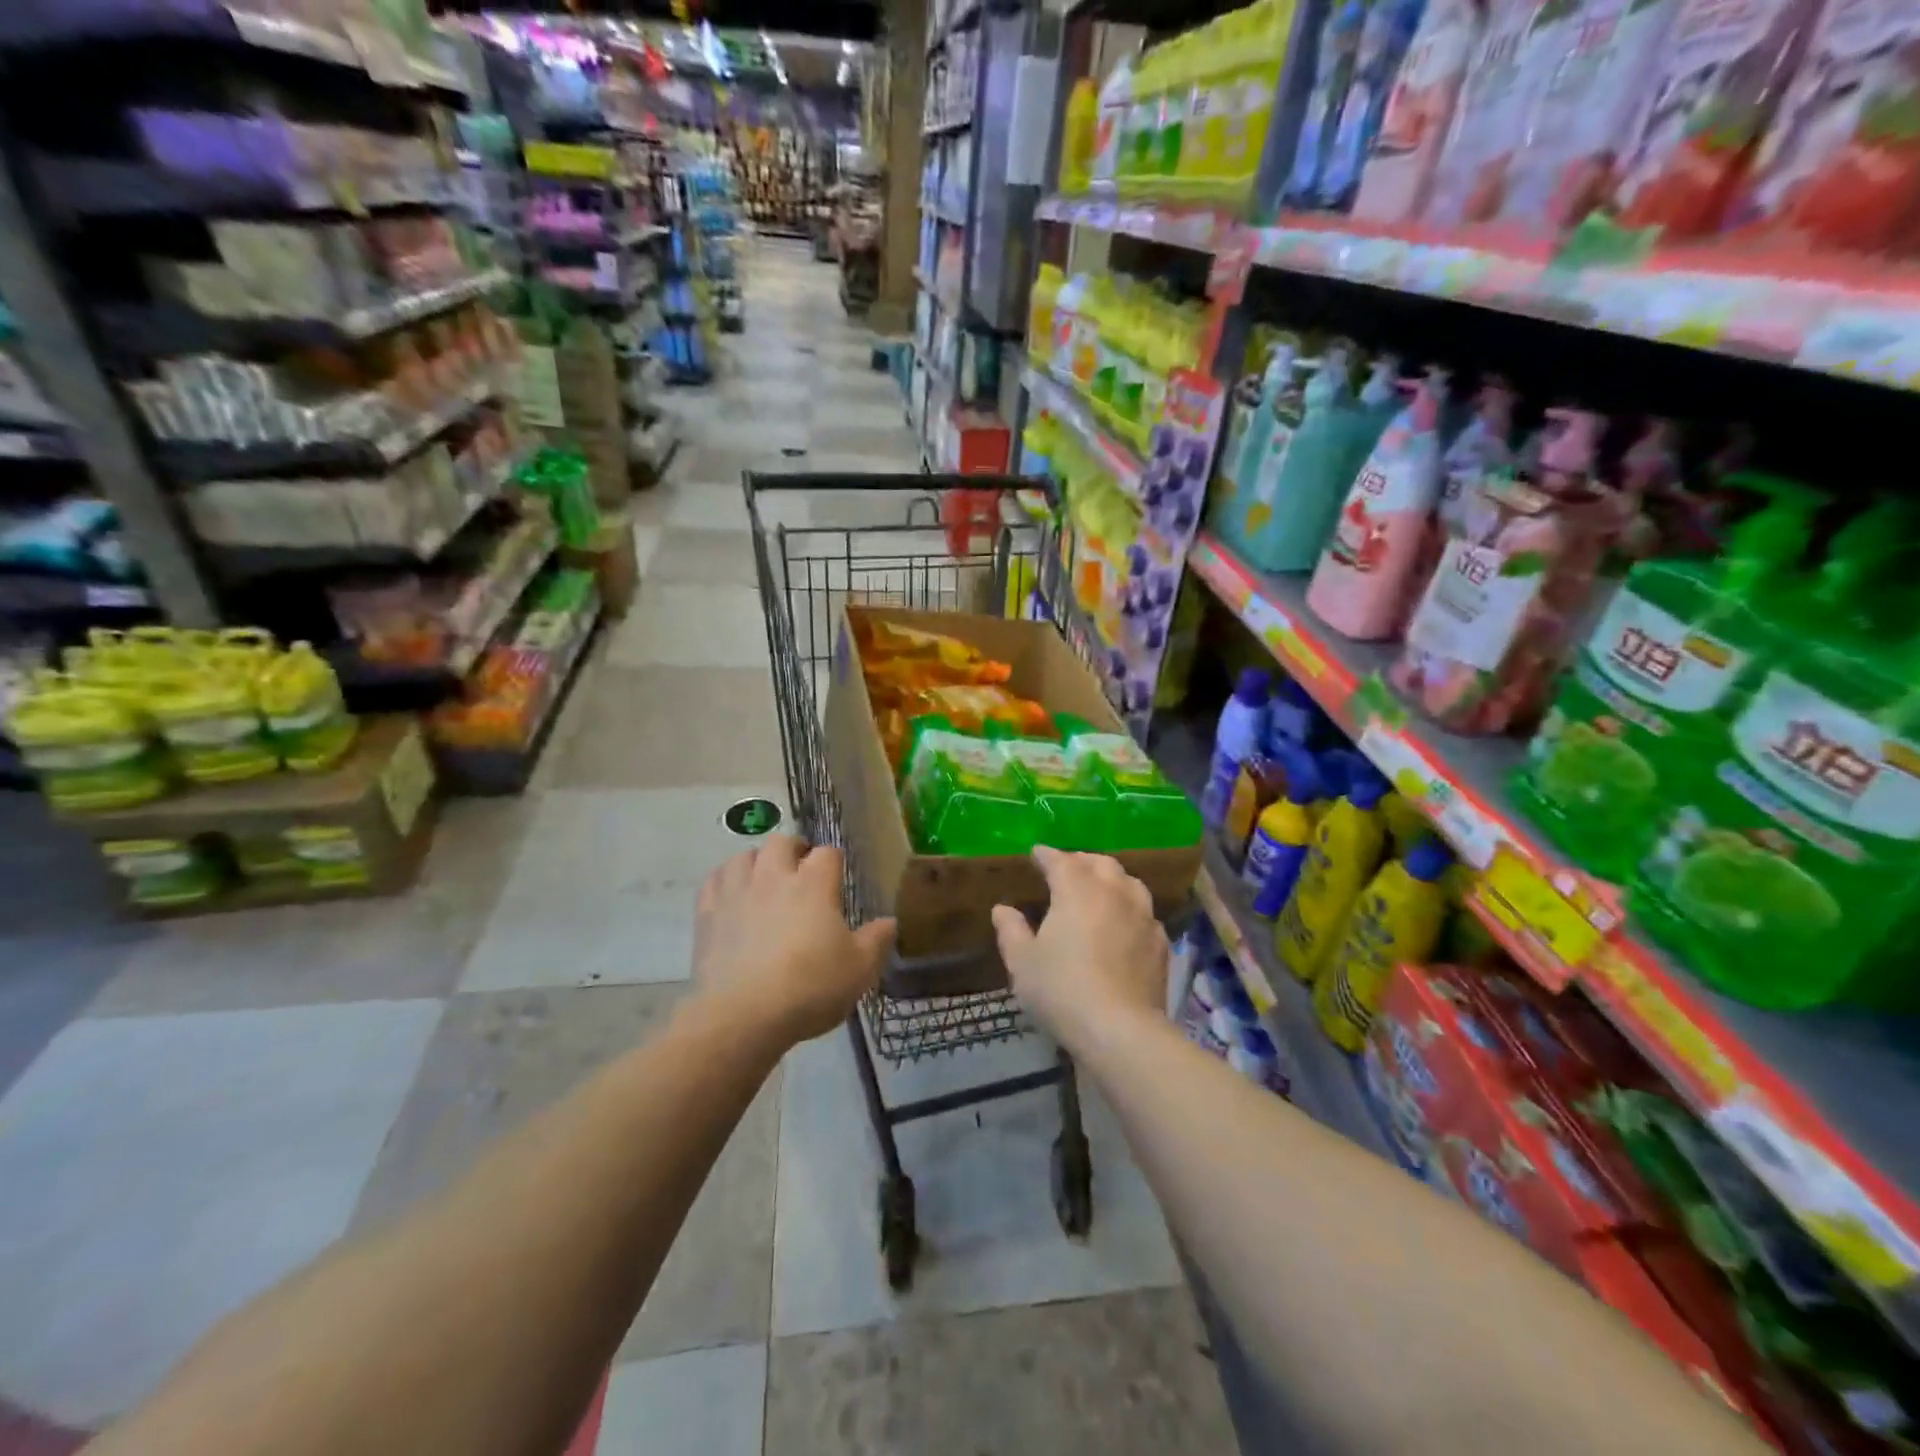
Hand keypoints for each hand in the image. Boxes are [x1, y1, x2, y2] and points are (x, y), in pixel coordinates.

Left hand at [692, 835, 895, 1045]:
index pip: (827, 853)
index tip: (836, 878)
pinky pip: (714, 879)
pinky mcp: (707, 913)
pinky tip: (732, 895)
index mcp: (813, 884)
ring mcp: (737, 892)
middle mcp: (774, 877)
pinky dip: (725, 880)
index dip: (834, 862)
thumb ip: (876, 941)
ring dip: (758, 862)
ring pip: (745, 856)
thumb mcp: (859, 970)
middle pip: (782, 842)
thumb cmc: (810, 988)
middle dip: (794, 851)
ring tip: (765, 880)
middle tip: (801, 872)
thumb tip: (890, 921)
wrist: (743, 1015)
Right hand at [991, 845, 1168, 1046]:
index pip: (1061, 861)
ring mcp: (1143, 916)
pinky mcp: (1161, 943)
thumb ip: (1011, 931)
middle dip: (1082, 861)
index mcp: (1077, 890)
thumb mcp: (1022, 962)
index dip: (1047, 855)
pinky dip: (1131, 909)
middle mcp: (1113, 893)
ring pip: (1129, 882)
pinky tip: (1125, 923)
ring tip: (1100, 888)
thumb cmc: (1061, 989)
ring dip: (1111, 879)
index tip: (1036, 853)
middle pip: (1100, 864)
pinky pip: (1145, 913)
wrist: (1120, 1029)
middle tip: (1068, 868)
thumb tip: (1002, 909)